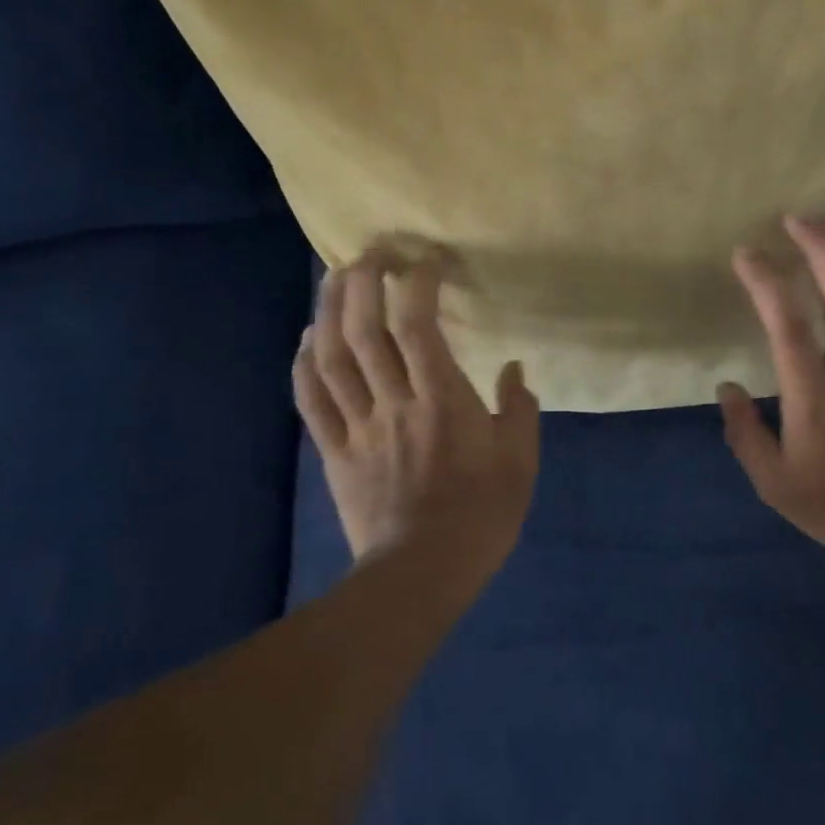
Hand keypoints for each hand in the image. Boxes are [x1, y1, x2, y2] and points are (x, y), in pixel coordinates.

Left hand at [293, 251, 540, 587]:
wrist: (424, 571)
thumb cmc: (482, 514)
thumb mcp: (521, 461)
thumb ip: (518, 409)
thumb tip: (513, 368)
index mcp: (442, 401)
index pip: (419, 327)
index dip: (417, 284)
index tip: (426, 260)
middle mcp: (394, 403)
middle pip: (366, 331)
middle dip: (363, 282)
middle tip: (371, 253)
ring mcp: (358, 426)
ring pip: (331, 357)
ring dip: (329, 310)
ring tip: (334, 278)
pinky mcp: (335, 451)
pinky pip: (311, 401)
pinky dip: (303, 363)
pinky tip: (308, 337)